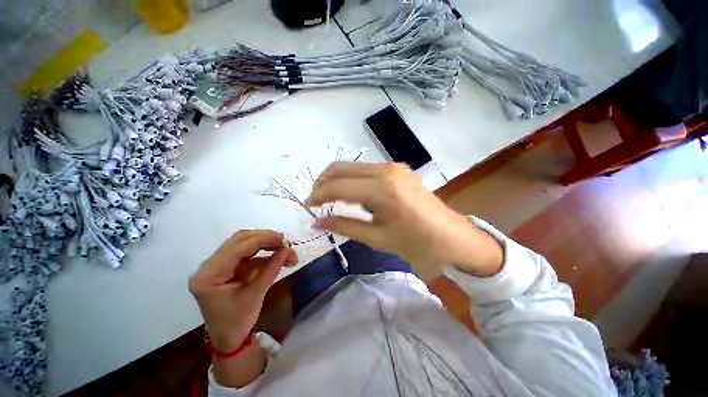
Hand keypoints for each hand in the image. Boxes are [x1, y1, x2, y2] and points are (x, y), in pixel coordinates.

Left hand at [188, 230, 297, 351]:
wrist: (228, 339)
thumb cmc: (237, 323)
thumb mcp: (255, 295)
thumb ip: (272, 269)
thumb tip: (288, 249)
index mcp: (209, 275)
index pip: (238, 247)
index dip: (264, 239)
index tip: (285, 240)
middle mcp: (210, 265)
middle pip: (240, 240)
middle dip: (265, 238)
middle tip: (285, 242)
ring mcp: (218, 265)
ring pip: (245, 244)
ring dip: (266, 244)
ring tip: (285, 248)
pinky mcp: (228, 268)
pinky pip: (248, 254)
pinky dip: (264, 253)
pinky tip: (278, 256)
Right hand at [305, 162, 501, 278]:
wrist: (453, 238)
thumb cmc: (416, 243)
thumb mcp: (377, 238)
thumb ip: (344, 226)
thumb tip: (317, 221)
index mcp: (381, 189)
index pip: (337, 186)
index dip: (318, 195)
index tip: (308, 207)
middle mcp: (385, 170)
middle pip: (341, 168)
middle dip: (324, 183)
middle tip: (317, 201)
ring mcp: (393, 167)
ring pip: (353, 167)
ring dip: (338, 180)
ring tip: (332, 200)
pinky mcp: (398, 170)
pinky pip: (366, 171)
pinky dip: (353, 180)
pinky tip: (354, 196)